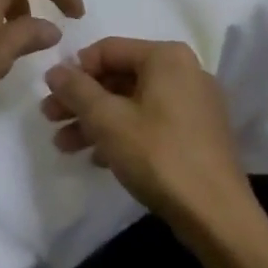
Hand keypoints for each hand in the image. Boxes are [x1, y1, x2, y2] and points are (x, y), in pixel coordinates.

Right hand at [42, 37, 254, 229]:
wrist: (218, 217)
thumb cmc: (158, 156)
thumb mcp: (107, 120)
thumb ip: (76, 89)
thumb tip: (55, 70)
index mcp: (166, 57)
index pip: (107, 50)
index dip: (74, 70)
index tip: (51, 94)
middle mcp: (184, 71)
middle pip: (119, 77)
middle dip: (82, 100)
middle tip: (49, 119)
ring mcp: (194, 104)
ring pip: (132, 102)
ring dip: (96, 121)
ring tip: (64, 145)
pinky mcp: (198, 134)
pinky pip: (151, 121)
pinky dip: (122, 133)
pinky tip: (97, 157)